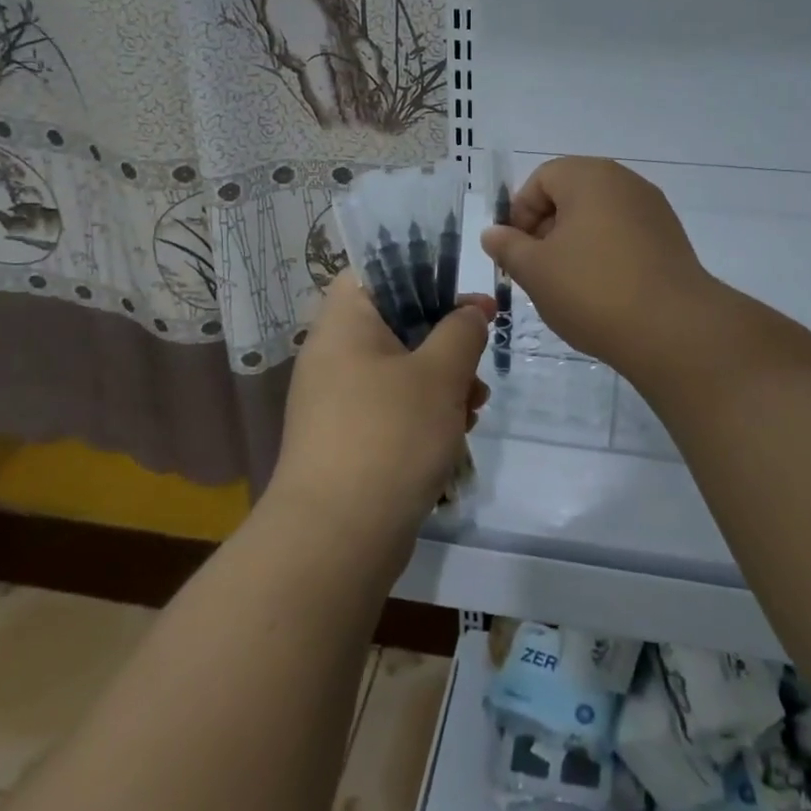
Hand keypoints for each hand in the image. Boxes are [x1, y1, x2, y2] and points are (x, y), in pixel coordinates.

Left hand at [269, 277, 493, 551]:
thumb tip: (471, 310)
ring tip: (475, 405)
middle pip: (396, 322)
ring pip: (399, 369)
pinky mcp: (348, 438)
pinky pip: (391, 407)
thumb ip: (461, 331)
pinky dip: (424, 413)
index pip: (375, 271)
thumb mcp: (439, 374)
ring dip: (442, 381)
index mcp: (344, 322)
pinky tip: (456, 434)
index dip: (421, 273)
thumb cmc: (390, 434)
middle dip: (445, 340)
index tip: (462, 296)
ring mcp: (337, 399)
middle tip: (478, 358)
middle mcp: (333, 353)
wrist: (337, 538)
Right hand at [479, 156, 715, 375]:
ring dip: (574, 245)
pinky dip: (604, 256)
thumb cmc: (592, 290)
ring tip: (566, 286)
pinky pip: (624, 237)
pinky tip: (600, 293)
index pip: (541, 179)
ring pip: (597, 218)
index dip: (520, 213)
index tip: (515, 252)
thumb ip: (508, 246)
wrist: (674, 330)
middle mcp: (625, 182)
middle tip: (536, 271)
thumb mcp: (535, 270)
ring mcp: (653, 211)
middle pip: (571, 195)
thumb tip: (494, 233)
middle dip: (546, 230)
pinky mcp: (670, 241)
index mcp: (590, 176)